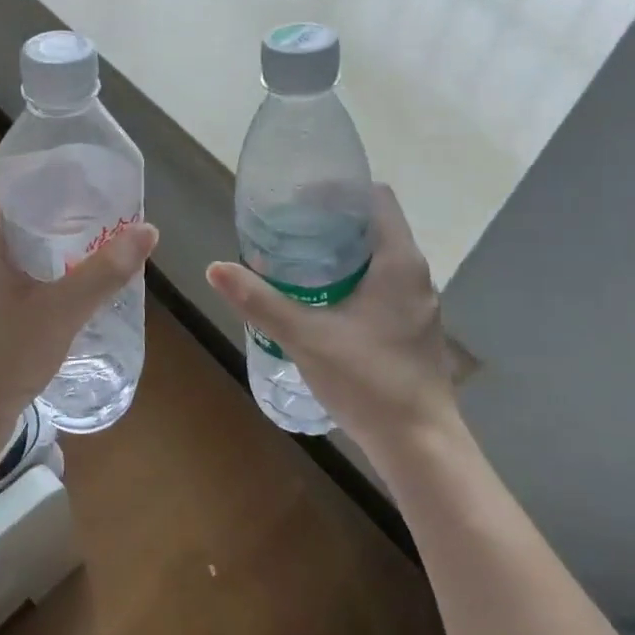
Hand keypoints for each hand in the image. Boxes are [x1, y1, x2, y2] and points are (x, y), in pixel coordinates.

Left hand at [0, 181, 157, 439]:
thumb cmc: (7, 353)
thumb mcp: (64, 308)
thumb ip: (106, 269)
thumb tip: (148, 230)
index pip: (7, 178)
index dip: (44, 167)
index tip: (84, 166)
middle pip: (10, 203)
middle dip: (53, 196)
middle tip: (98, 194)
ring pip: (10, 233)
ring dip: (47, 226)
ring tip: (92, 222)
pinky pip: (9, 257)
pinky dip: (38, 251)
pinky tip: (71, 263)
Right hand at [206, 185, 465, 469]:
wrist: (419, 444)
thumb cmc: (368, 381)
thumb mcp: (306, 338)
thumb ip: (260, 302)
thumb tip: (215, 268)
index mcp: (398, 261)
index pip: (376, 198)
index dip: (339, 190)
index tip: (299, 198)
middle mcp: (415, 275)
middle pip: (373, 226)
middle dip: (331, 222)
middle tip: (286, 228)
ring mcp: (417, 304)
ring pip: (377, 259)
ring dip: (341, 253)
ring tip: (296, 260)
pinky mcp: (412, 328)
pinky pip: (381, 285)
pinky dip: (352, 280)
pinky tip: (320, 301)